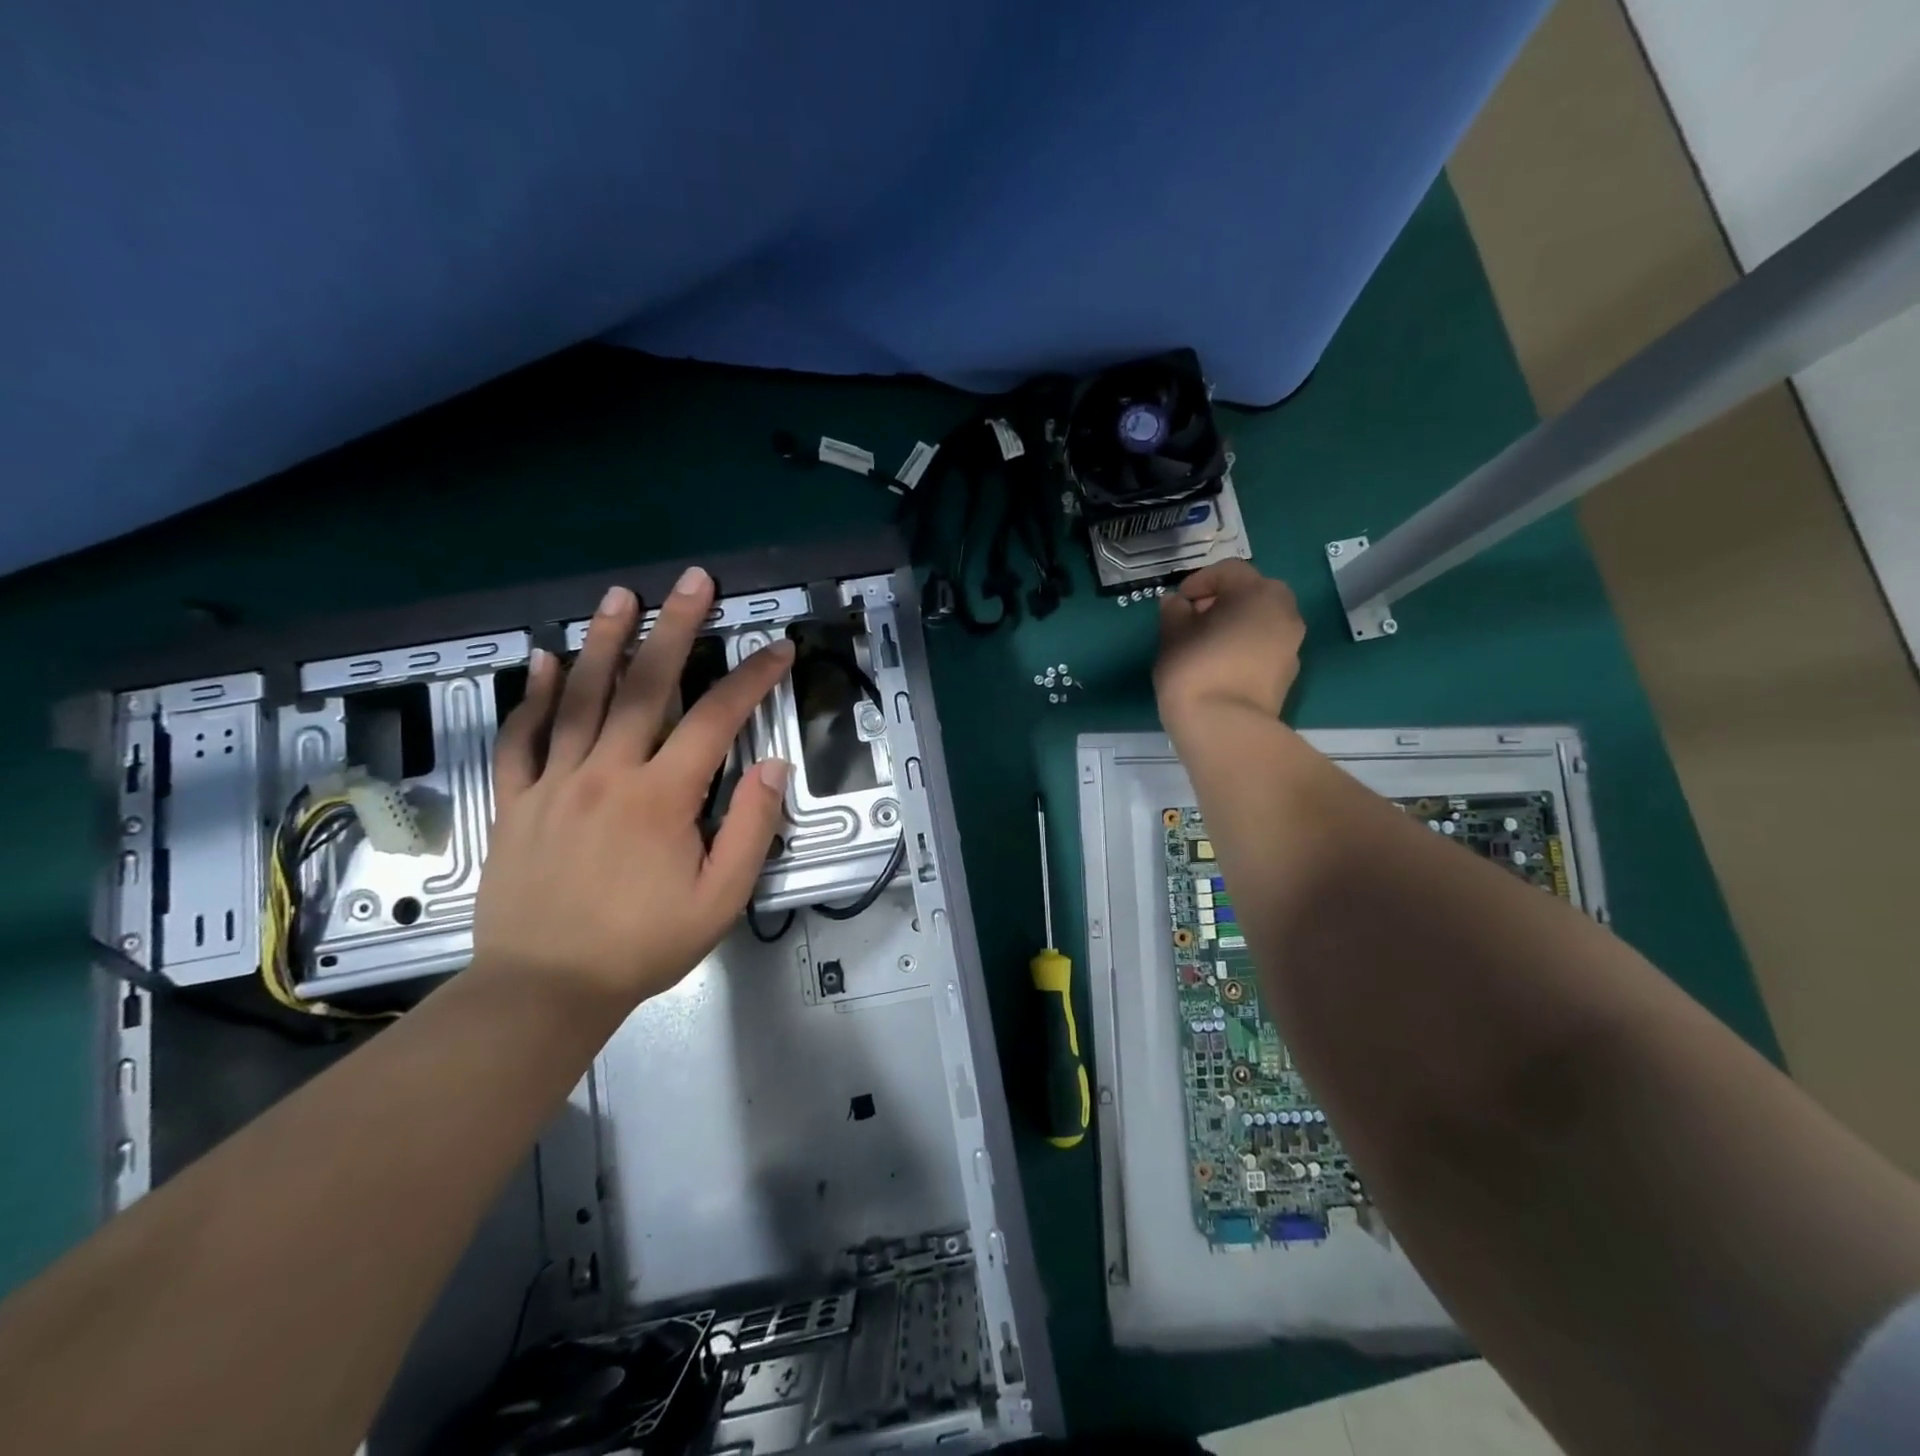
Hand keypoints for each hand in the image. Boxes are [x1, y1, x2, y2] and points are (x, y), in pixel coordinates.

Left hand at [473, 569, 793, 1012]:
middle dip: (675, 628)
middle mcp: (607, 774)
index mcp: (661, 798)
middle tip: (693, 581)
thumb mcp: (720, 900)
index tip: (778, 648)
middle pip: (645, 687)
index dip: (753, 678)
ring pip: (581, 698)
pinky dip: (534, 696)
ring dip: (604, 641)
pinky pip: (522, 739)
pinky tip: (544, 660)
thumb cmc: (642, 945)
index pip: (717, 719)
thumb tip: (773, 767)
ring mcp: (555, 783)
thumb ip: (750, 829)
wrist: (544, 989)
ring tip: (620, 596)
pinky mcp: (516, 801)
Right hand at [1154, 560, 1305, 736]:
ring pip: (1261, 621)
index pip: (1229, 571)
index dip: (1199, 581)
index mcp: (1258, 593)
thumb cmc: (1195, 669)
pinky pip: (1264, 647)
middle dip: (1223, 600)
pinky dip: (1245, 647)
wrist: (1224, 727)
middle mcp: (1284, 612)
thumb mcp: (1172, 635)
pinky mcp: (1287, 674)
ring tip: (1204, 644)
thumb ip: (1174, 613)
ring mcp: (1291, 644)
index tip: (1178, 601)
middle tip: (1194, 618)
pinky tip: (1220, 665)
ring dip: (1235, 624)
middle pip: (1252, 594)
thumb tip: (1177, 604)